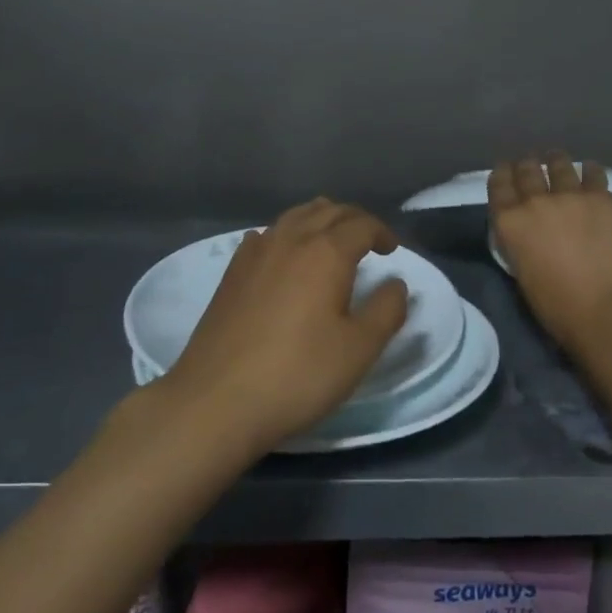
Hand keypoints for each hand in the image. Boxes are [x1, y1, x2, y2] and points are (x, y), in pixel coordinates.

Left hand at [157, 199, 409, 457]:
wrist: (216, 401)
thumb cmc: (297, 374)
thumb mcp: (359, 350)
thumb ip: (386, 311)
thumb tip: (395, 284)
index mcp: (326, 253)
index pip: (361, 224)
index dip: (382, 233)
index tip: (392, 251)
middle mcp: (290, 240)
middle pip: (328, 211)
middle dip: (354, 220)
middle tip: (369, 241)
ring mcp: (255, 254)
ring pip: (294, 217)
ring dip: (320, 220)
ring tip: (332, 241)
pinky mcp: (231, 273)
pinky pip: (266, 235)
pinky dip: (287, 234)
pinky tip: (285, 256)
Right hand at [490, 153, 611, 355]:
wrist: (602, 308)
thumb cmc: (555, 305)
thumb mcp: (520, 271)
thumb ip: (518, 241)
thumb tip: (526, 230)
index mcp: (509, 222)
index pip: (497, 184)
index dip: (501, 174)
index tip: (505, 171)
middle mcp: (535, 200)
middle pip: (526, 168)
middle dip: (527, 165)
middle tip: (531, 167)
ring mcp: (569, 195)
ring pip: (559, 163)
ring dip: (555, 161)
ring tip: (558, 160)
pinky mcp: (600, 198)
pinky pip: (593, 172)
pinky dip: (590, 170)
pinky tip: (590, 170)